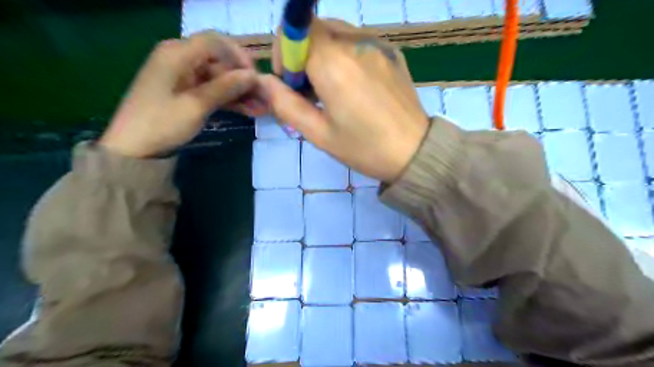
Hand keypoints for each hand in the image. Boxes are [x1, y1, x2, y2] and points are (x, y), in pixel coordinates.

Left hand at [101, 31, 265, 157]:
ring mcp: (182, 75)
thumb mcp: (197, 105)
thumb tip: (253, 76)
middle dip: (241, 78)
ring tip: (258, 107)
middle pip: (218, 59)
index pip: (215, 42)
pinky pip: (211, 88)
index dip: (239, 56)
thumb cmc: (162, 123)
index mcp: (177, 53)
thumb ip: (226, 87)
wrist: (134, 148)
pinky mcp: (185, 90)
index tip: (256, 76)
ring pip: (218, 76)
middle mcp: (179, 57)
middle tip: (261, 97)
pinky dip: (228, 98)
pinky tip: (245, 109)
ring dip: (238, 90)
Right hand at [261, 19, 429, 181]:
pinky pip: (359, 42)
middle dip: (303, 54)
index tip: (292, 84)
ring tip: (333, 90)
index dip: (285, 54)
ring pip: (337, 33)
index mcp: (334, 63)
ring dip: (324, 54)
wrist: (415, 152)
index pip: (294, 30)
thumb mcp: (319, 134)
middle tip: (310, 91)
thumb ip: (285, 104)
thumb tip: (264, 82)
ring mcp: (378, 45)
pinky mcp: (393, 52)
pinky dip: (346, 56)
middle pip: (315, 29)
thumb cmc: (365, 148)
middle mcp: (356, 43)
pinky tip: (355, 86)